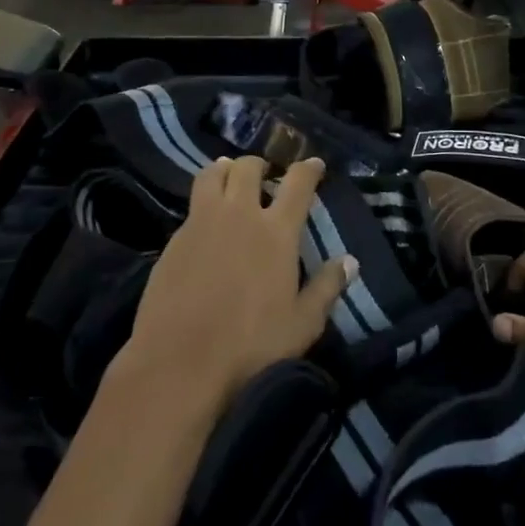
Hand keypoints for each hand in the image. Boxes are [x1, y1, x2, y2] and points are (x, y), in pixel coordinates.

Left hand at [118, 156, 353, 414]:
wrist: (179, 362)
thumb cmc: (250, 345)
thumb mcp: (302, 324)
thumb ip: (327, 287)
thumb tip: (350, 261)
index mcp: (276, 231)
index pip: (298, 184)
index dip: (309, 169)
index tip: (315, 163)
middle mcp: (239, 214)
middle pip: (248, 168)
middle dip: (259, 164)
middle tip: (265, 172)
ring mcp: (201, 223)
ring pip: (212, 175)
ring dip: (225, 169)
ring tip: (230, 175)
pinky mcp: (174, 240)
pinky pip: (192, 205)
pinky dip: (204, 200)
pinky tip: (206, 221)